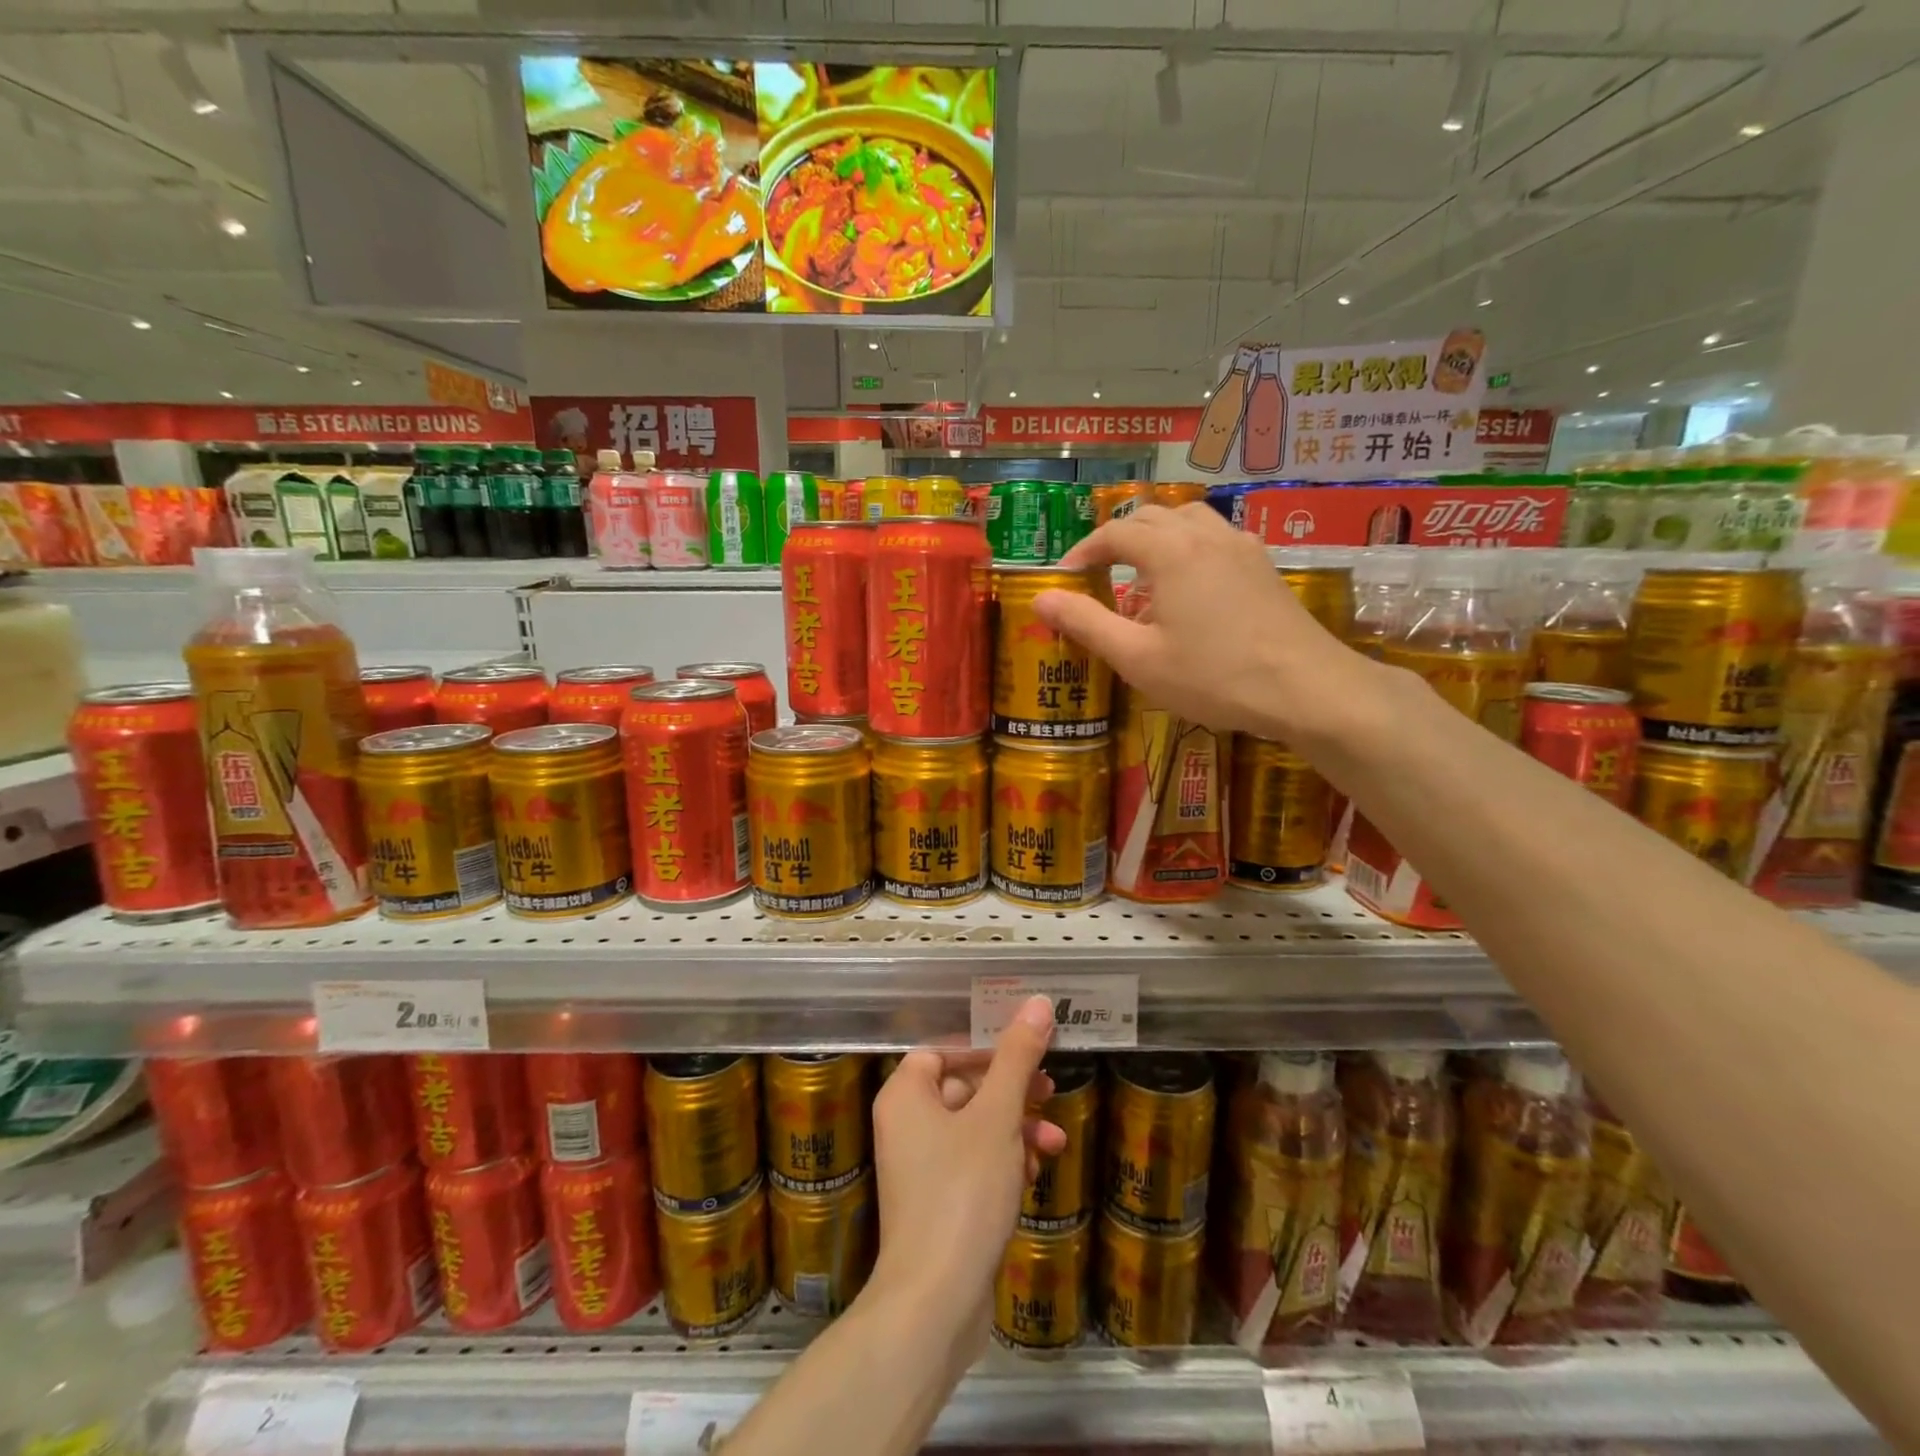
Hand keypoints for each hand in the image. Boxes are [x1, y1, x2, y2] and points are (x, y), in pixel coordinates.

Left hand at [868, 997, 1066, 1367]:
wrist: (936, 1303)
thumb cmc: (962, 1191)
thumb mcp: (997, 1116)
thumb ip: (1018, 1058)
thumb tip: (1037, 1001)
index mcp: (906, 1095)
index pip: (944, 1049)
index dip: (985, 1047)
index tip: (1026, 1049)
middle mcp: (907, 1125)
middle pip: (965, 1087)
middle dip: (1012, 1092)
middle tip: (1051, 1090)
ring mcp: (922, 1168)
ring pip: (976, 1128)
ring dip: (1017, 1129)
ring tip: (1055, 1142)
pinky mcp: (941, 1203)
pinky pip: (975, 1165)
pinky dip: (1005, 1162)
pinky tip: (1035, 1174)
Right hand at [1031, 502, 1373, 741]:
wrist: (1306, 688)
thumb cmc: (1214, 677)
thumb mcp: (1138, 658)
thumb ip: (1086, 623)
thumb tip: (1040, 598)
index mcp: (1170, 552)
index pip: (1115, 533)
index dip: (1084, 551)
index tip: (1065, 577)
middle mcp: (1206, 536)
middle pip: (1152, 515)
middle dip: (1118, 538)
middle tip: (1098, 573)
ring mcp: (1242, 547)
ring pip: (1189, 520)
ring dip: (1157, 536)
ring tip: (1143, 573)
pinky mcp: (1264, 566)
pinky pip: (1216, 538)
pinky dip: (1189, 547)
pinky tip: (1191, 585)